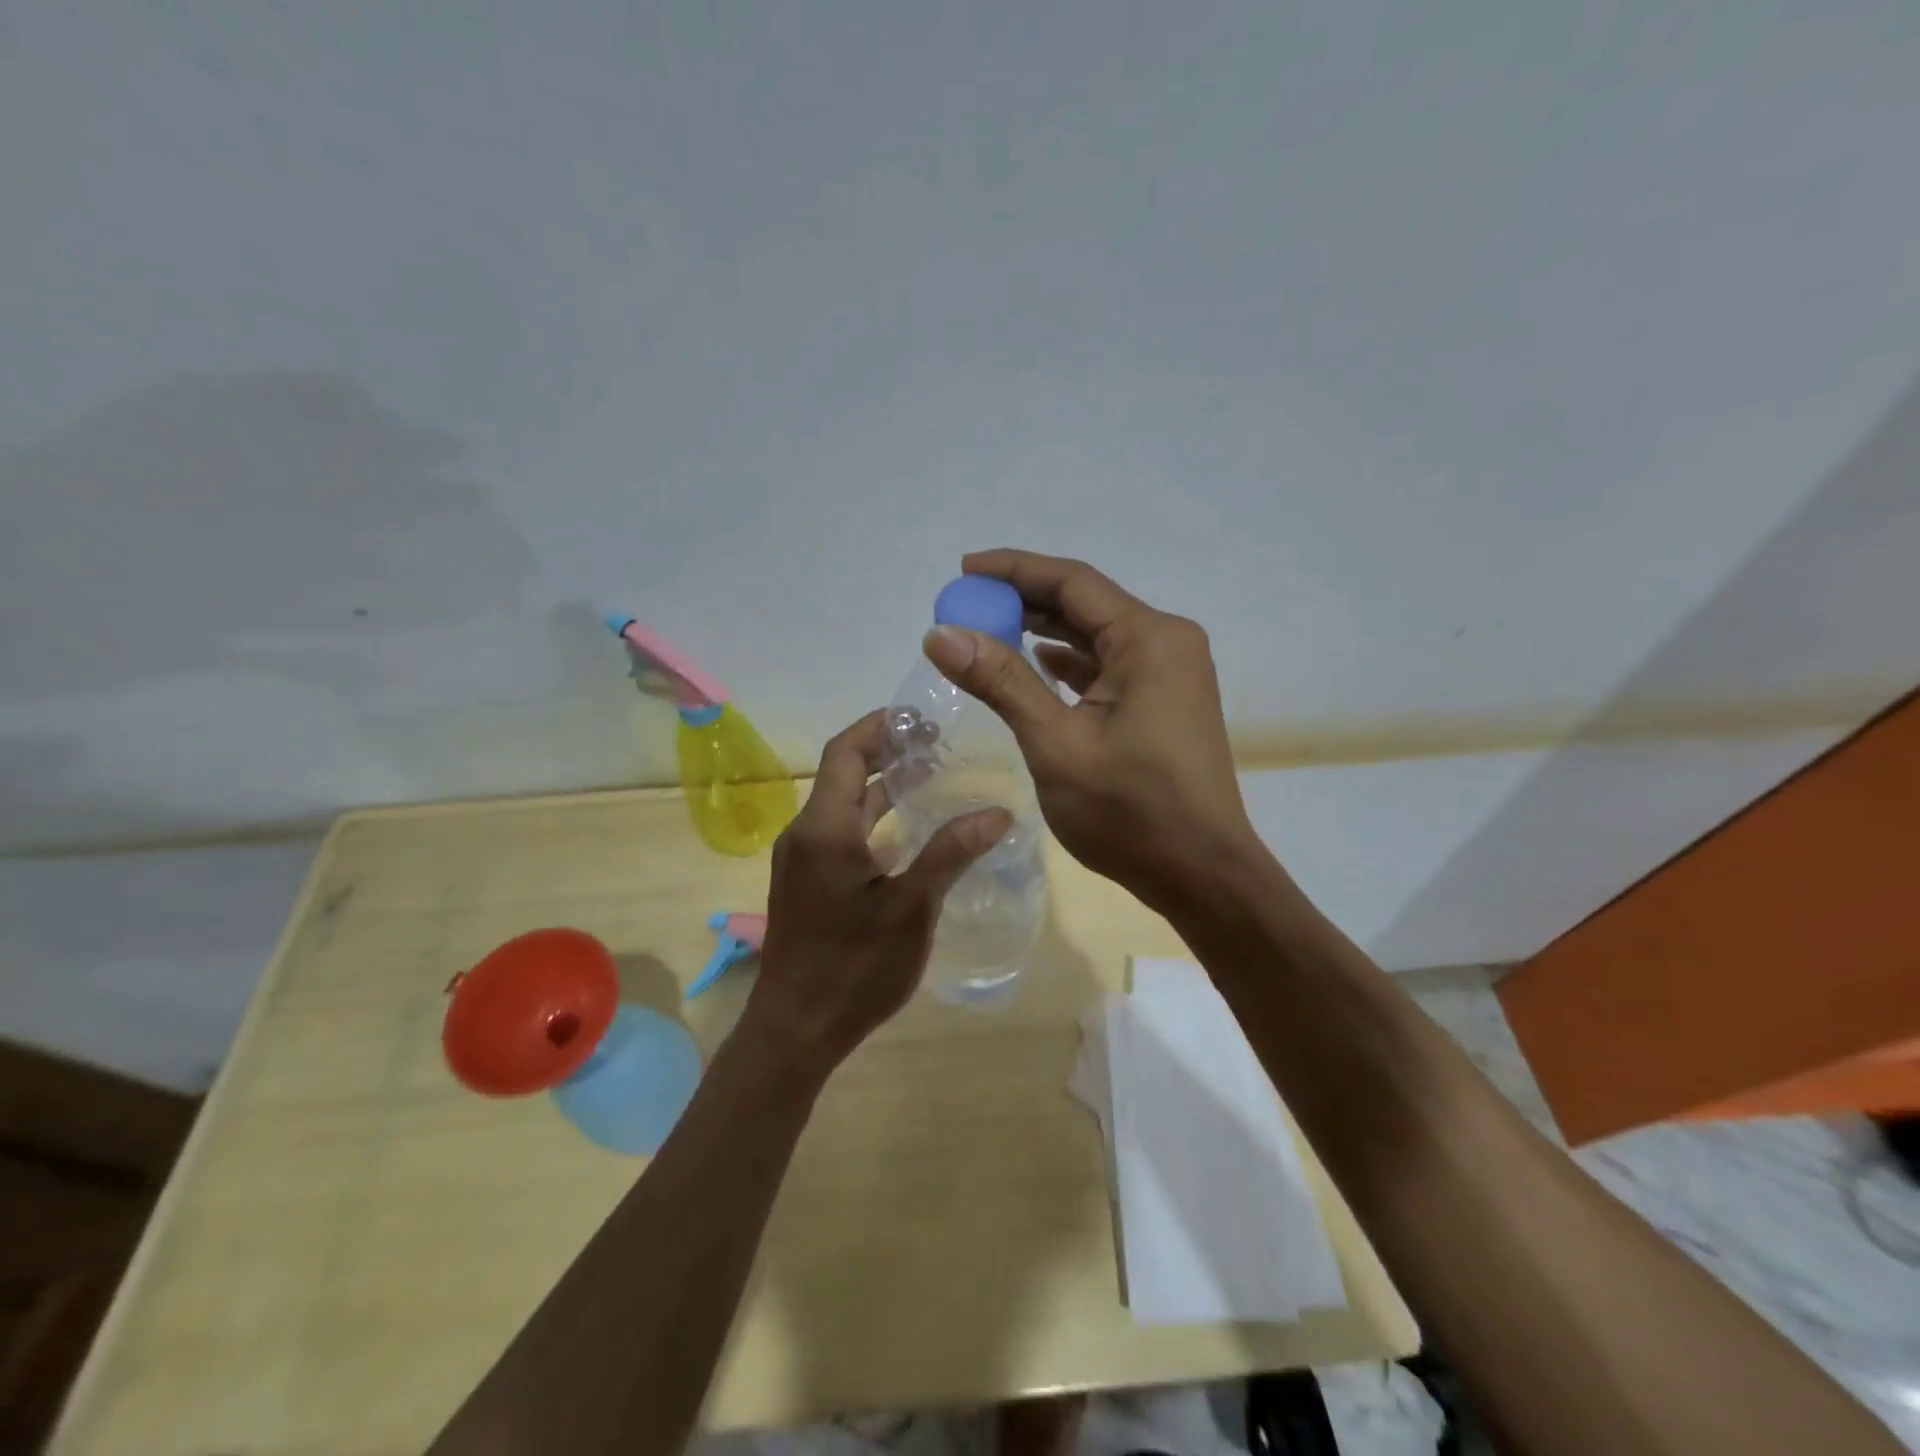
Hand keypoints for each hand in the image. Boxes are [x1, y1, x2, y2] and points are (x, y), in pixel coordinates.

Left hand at [740, 711, 1011, 1073]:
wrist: (795, 1030)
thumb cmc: (853, 967)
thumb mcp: (911, 908)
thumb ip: (951, 853)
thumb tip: (998, 811)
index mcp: (824, 827)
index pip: (846, 751)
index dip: (881, 725)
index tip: (923, 717)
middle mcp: (805, 832)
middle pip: (844, 772)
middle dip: (887, 751)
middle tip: (939, 745)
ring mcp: (802, 859)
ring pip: (843, 804)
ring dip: (882, 786)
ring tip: (932, 777)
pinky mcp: (807, 882)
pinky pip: (840, 832)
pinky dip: (873, 819)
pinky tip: (909, 832)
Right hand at [921, 549, 1258, 911]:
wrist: (1201, 874)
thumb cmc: (1129, 811)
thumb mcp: (1056, 743)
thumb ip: (1001, 682)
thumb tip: (941, 634)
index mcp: (1149, 639)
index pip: (1072, 582)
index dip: (1013, 570)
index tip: (964, 571)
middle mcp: (1166, 642)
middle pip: (1085, 604)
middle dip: (1023, 601)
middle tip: (966, 606)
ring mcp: (1170, 673)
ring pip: (1096, 635)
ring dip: (1043, 631)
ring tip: (987, 631)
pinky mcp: (1165, 701)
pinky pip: (1109, 665)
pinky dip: (1068, 663)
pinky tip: (1036, 665)